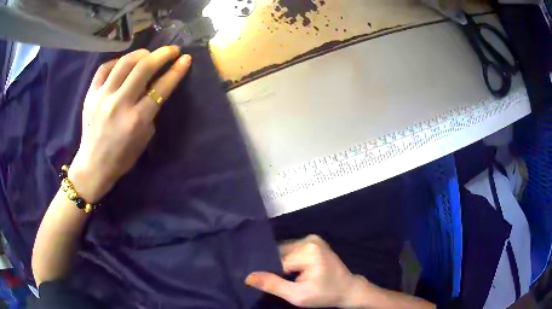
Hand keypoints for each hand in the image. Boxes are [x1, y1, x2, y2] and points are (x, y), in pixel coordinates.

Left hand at [69, 46, 191, 202]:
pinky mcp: (90, 94)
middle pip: (143, 67)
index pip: (160, 88)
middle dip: (162, 54)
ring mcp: (102, 97)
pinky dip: (118, 61)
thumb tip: (154, 86)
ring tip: (148, 54)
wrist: (94, 165)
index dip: (176, 70)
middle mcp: (119, 104)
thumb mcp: (144, 136)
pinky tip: (124, 63)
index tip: (185, 59)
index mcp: (136, 120)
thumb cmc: (122, 156)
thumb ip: (150, 109)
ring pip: (124, 62)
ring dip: (141, 53)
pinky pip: (105, 68)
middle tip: (172, 50)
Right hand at [246, 235, 361, 307]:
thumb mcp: (297, 295)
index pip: (276, 260)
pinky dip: (288, 260)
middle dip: (275, 267)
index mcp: (307, 251)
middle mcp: (309, 240)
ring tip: (284, 276)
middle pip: (279, 253)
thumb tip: (248, 276)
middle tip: (276, 281)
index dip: (270, 273)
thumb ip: (272, 285)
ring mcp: (312, 239)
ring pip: (284, 251)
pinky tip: (290, 271)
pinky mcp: (313, 242)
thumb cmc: (324, 295)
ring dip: (281, 263)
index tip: (266, 282)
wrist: (347, 289)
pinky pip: (291, 250)